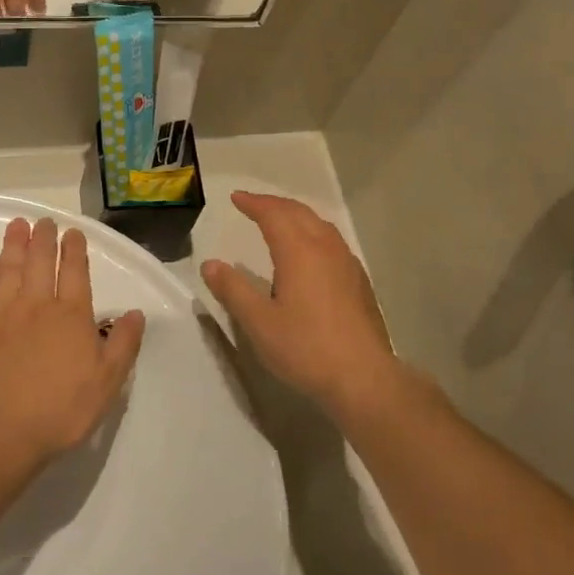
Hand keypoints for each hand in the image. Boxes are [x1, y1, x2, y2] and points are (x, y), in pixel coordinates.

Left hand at [0, 217, 144, 469]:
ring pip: (8, 270)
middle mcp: (36, 305)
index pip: (74, 271)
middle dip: (43, 238)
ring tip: (16, 226)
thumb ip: (123, 343)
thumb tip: (135, 313)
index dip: (74, 249)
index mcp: (71, 315)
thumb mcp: (108, 381)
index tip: (73, 232)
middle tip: (43, 220)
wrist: (1, 432)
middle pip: (39, 262)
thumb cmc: (62, 408)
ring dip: (13, 245)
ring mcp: (2, 316)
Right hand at [200, 192, 400, 422]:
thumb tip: (210, 264)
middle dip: (274, 204)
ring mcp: (347, 262)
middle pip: (299, 213)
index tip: (236, 198)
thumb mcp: (259, 323)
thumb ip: (233, 290)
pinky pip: (333, 242)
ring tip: (280, 221)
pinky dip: (314, 233)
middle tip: (254, 204)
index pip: (273, 214)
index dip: (254, 203)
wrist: (363, 376)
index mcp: (299, 251)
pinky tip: (311, 253)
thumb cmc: (306, 348)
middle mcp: (325, 247)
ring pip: (320, 225)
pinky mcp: (359, 280)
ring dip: (296, 216)